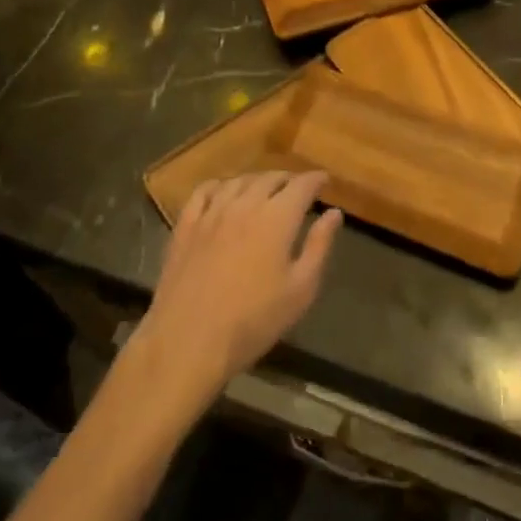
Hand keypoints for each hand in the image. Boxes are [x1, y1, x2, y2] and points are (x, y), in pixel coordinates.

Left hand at [134, 171, 341, 410]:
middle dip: (288, 180)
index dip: (316, 179)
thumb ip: (319, 245)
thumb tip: (334, 213)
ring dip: (257, 181)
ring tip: (265, 190)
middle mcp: (245, 204)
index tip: (324, 181)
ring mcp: (211, 213)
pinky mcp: (186, 226)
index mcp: (277, 218)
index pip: (302, 185)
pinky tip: (223, 193)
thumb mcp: (300, 290)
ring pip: (238, 181)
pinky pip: (203, 192)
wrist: (188, 341)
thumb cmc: (253, 321)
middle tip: (298, 190)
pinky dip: (219, 186)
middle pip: (270, 178)